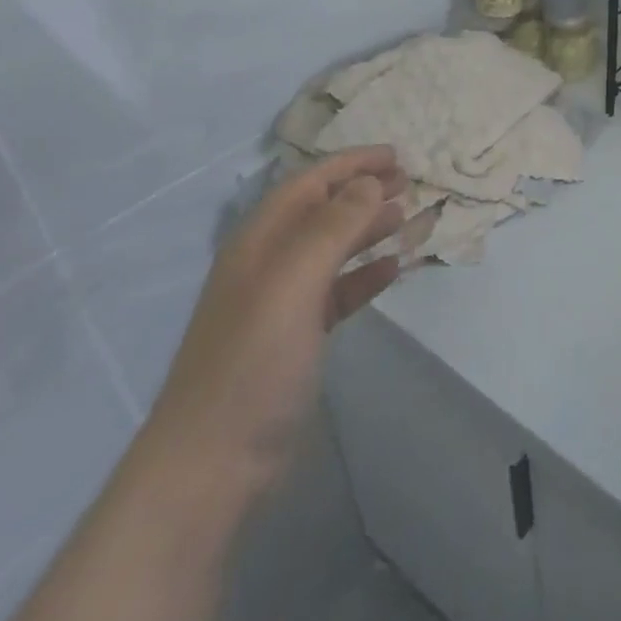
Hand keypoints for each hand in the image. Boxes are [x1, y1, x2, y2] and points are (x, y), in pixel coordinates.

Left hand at [138, 146, 406, 495]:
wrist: (211, 464)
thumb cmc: (252, 361)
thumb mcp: (294, 282)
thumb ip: (334, 225)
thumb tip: (370, 181)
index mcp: (259, 242)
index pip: (310, 182)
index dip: (352, 163)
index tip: (397, 156)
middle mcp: (268, 263)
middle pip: (322, 211)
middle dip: (364, 191)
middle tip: (409, 184)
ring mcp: (281, 303)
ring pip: (333, 249)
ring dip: (369, 229)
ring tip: (408, 219)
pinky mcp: (296, 338)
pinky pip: (338, 291)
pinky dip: (365, 275)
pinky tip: (392, 271)